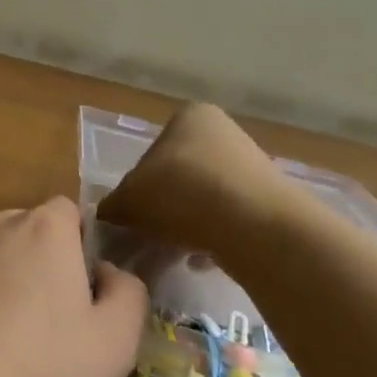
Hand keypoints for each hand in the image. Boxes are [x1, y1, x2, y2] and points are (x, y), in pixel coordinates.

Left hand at [0, 198, 147, 376]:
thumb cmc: (36, 376)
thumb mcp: (114, 348)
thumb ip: (127, 294)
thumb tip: (107, 271)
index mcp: (45, 229)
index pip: (67, 215)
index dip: (74, 250)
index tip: (73, 295)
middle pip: (20, 230)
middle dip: (29, 262)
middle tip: (31, 323)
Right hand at [96, 103, 295, 249]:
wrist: (254, 225)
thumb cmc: (181, 193)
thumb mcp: (129, 199)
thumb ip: (112, 205)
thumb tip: (106, 215)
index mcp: (188, 117)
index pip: (150, 152)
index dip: (136, 186)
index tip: (133, 215)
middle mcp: (223, 131)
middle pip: (179, 175)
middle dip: (164, 207)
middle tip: (149, 236)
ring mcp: (251, 165)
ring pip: (204, 198)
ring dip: (187, 223)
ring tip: (174, 253)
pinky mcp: (270, 200)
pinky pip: (230, 219)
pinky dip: (214, 236)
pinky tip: (203, 259)